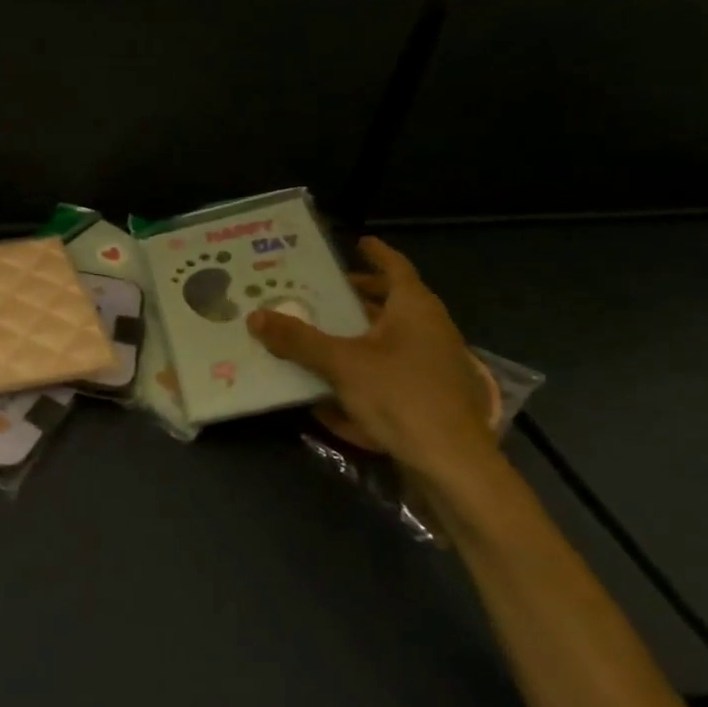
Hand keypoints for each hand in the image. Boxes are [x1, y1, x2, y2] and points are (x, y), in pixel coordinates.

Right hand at [246, 238, 507, 498]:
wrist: (452, 464)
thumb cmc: (401, 397)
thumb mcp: (341, 364)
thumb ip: (298, 340)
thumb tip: (255, 315)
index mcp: (415, 309)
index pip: (396, 267)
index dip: (376, 253)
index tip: (358, 242)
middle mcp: (430, 329)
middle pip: (393, 301)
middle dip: (360, 294)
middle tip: (323, 289)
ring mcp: (434, 363)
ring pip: (393, 335)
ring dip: (360, 330)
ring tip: (321, 329)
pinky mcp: (430, 393)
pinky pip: (393, 366)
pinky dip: (367, 363)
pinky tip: (336, 381)